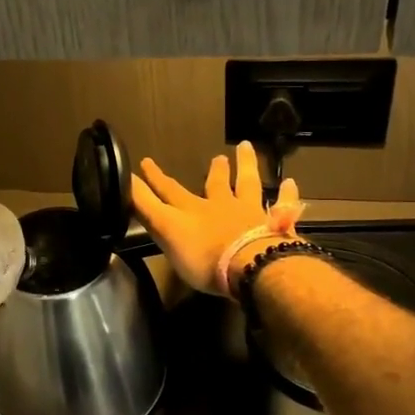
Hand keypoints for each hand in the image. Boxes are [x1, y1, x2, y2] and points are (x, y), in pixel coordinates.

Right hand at [131, 141, 298, 295]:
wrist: (251, 266)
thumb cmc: (204, 256)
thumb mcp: (166, 231)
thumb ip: (147, 207)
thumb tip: (125, 180)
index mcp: (193, 211)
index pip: (169, 191)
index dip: (155, 178)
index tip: (146, 162)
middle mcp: (222, 206)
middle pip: (216, 184)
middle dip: (212, 171)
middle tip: (217, 156)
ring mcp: (250, 214)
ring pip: (248, 184)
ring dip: (246, 166)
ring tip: (246, 148)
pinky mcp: (275, 225)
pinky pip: (283, 205)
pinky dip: (286, 194)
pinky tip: (290, 183)